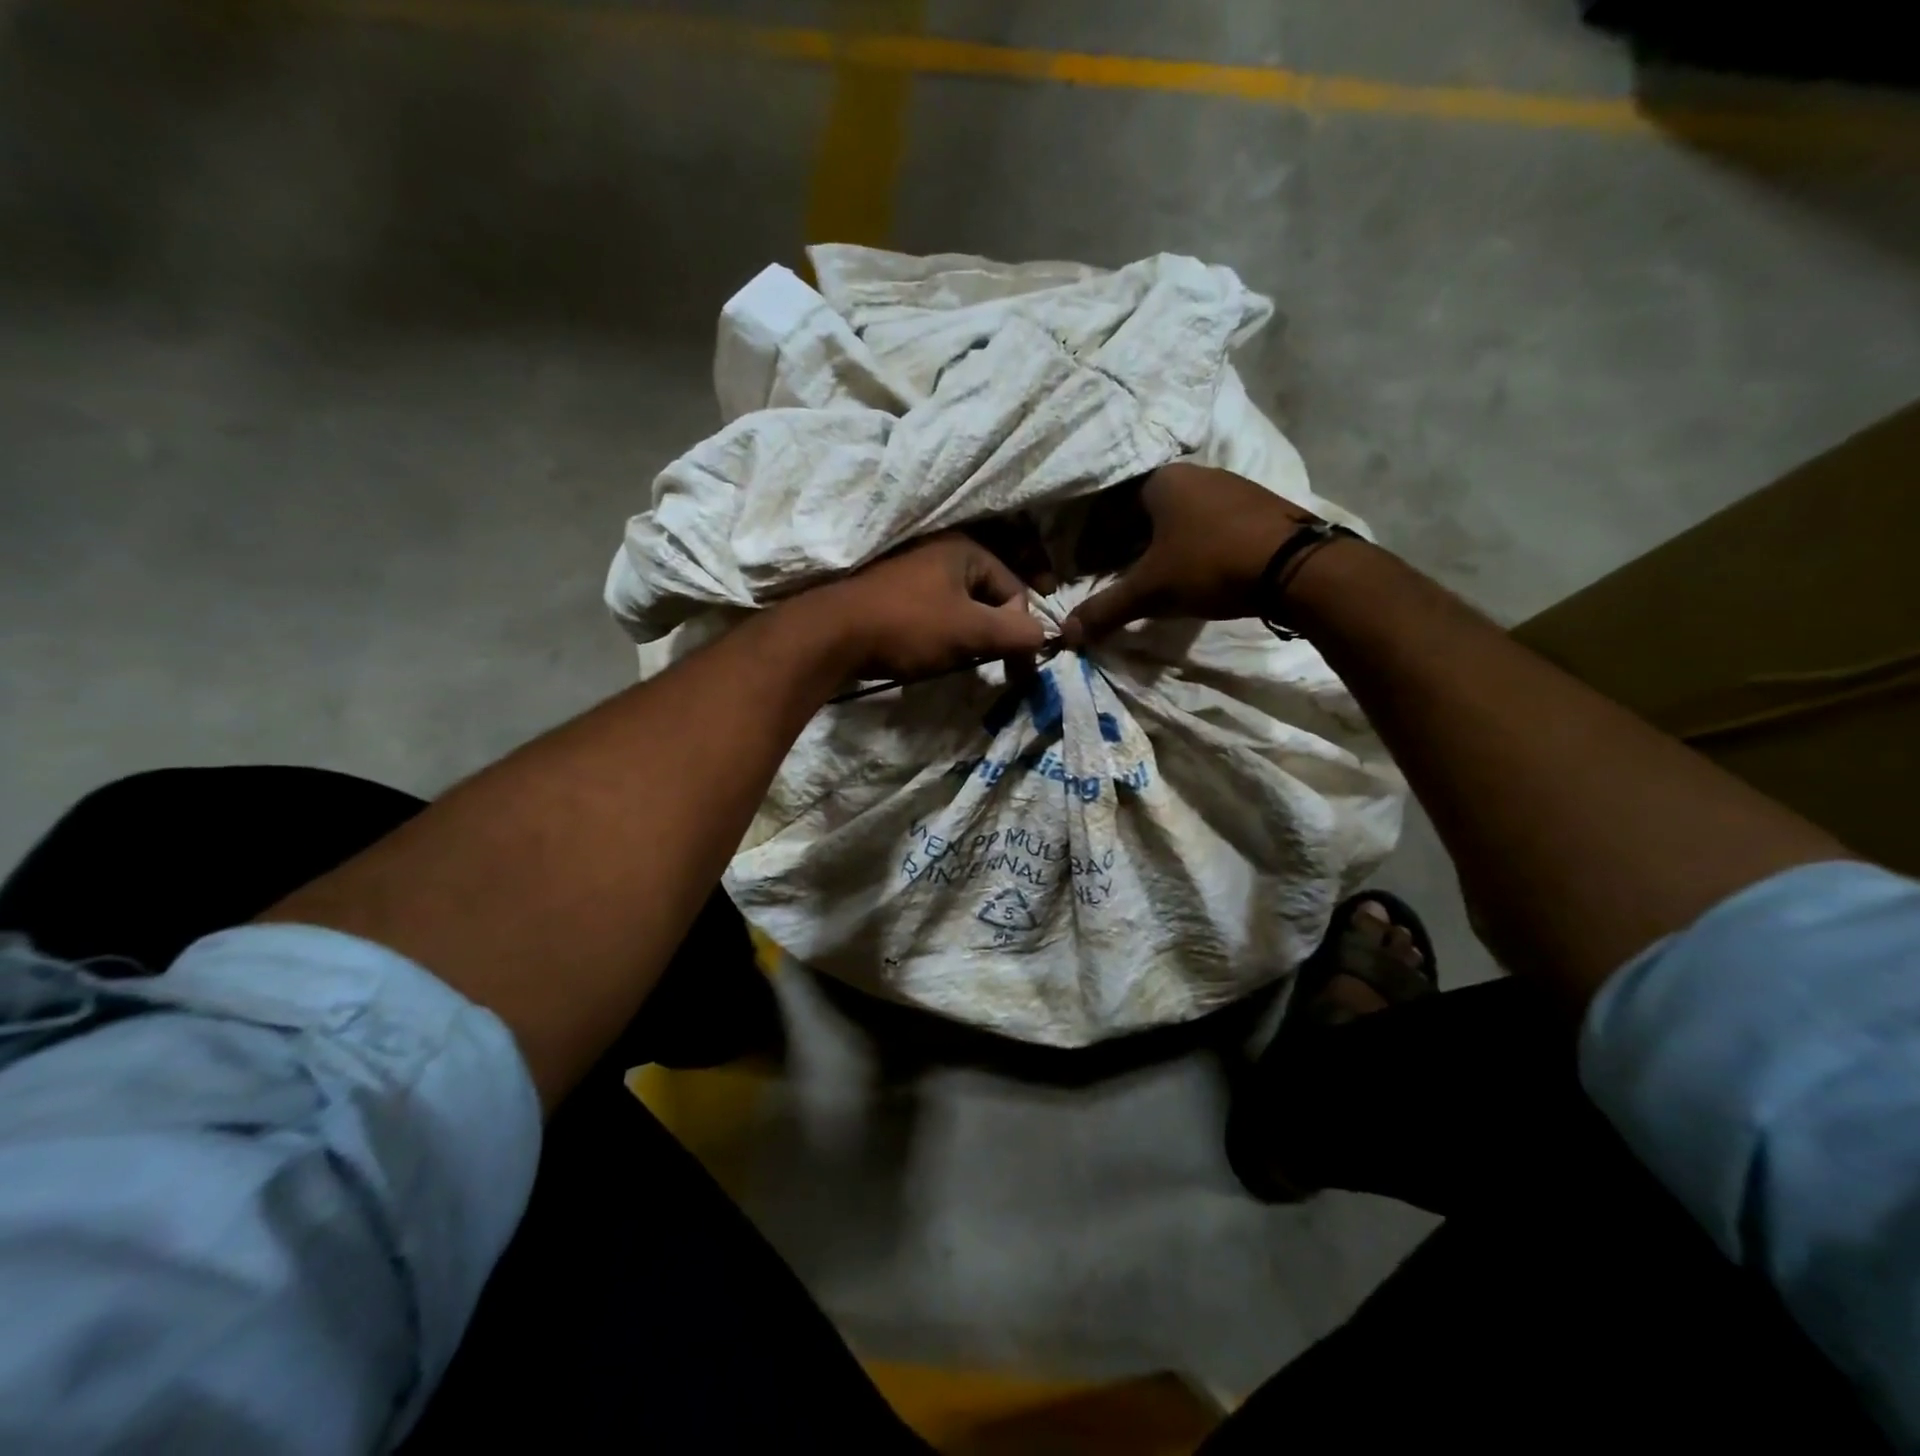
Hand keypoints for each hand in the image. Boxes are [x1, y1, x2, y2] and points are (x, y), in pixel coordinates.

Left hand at [808, 532, 1046, 683]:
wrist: (830, 636)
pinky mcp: (890, 592)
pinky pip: (932, 611)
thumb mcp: (971, 631)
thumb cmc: (908, 626)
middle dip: (992, 632)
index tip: (1013, 668)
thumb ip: (1017, 633)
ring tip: (956, 660)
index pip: (1014, 590)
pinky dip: (939, 633)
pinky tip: (929, 653)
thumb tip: (1045, 637)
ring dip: (966, 636)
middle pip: (987, 596)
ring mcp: (911, 568)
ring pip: (959, 606)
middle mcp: (939, 549)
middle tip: (985, 663)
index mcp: (965, 548)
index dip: (1019, 630)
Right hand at [1061, 463, 1321, 644]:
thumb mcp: (1150, 591)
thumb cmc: (1210, 565)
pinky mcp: (1260, 507)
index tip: (1088, 566)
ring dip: (1161, 546)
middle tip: (1117, 575)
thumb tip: (1066, 635)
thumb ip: (1106, 609)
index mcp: (1161, 481)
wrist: (1296, 566)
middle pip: (1145, 511)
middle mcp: (1196, 474)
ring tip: (1154, 578)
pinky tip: (1196, 572)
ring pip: (1180, 517)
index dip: (1095, 538)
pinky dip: (1193, 546)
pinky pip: (1210, 524)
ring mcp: (1232, 487)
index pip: (1111, 505)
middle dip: (1126, 543)